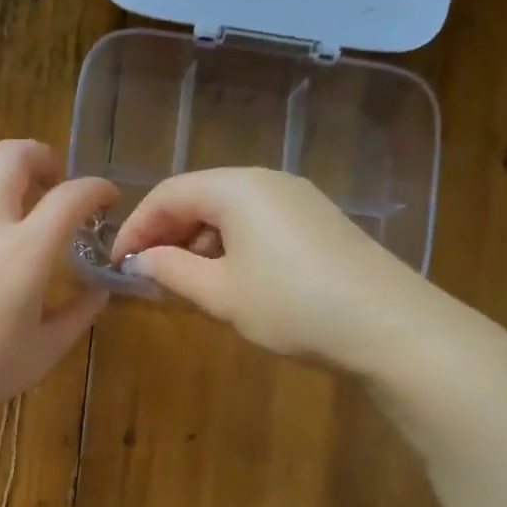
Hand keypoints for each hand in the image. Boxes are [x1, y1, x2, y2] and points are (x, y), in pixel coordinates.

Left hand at [0, 140, 116, 427]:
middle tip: (53, 182)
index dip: (97, 188)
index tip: (107, 198)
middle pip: (13, 155)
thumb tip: (99, 290)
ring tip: (9, 193)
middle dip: (43, 156)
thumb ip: (77, 315)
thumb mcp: (44, 352)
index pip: (71, 197)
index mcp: (26, 251)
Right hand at [112, 168, 459, 373]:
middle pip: (199, 197)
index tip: (118, 264)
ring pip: (228, 211)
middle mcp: (266, 181)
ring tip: (183, 283)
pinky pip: (256, 223)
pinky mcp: (317, 222)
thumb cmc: (291, 305)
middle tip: (147, 275)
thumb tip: (138, 261)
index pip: (168, 194)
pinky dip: (229, 246)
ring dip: (197, 242)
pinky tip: (227, 280)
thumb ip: (171, 271)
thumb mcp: (219, 293)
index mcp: (236, 187)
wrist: (388, 325)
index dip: (136, 227)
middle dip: (166, 233)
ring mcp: (297, 199)